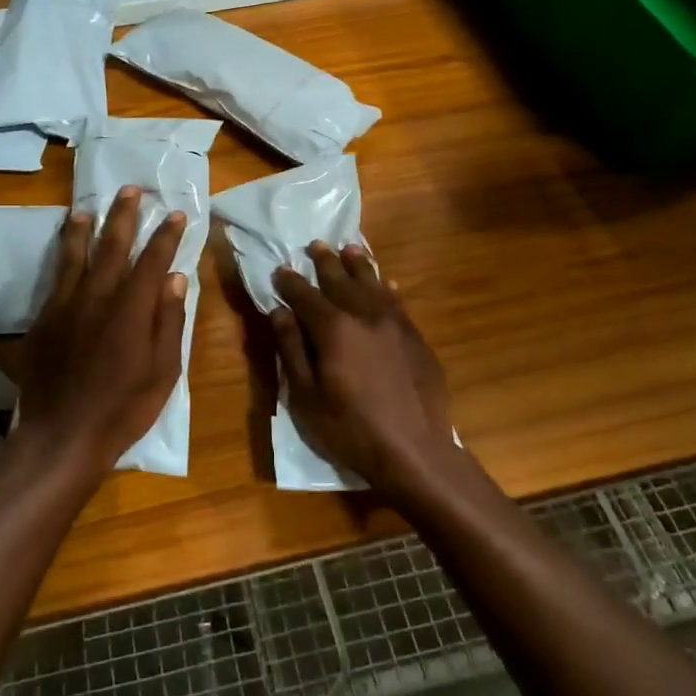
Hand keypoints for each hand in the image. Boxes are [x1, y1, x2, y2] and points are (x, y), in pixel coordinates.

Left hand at [13, 187, 188, 476]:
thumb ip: (169, 322)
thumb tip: (176, 279)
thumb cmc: (123, 409)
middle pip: (113, 247)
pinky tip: (66, 247)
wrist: (62, 435)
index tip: (175, 214)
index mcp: (132, 310)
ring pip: (77, 256)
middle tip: (131, 190)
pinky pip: (56, 277)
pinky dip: (63, 255)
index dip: (166, 236)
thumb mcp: (163, 372)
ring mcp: (66, 306)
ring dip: (86, 228)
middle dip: (125, 216)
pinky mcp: (44, 319)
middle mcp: (98, 298)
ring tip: (90, 207)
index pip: (152, 261)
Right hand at [271, 244, 464, 499]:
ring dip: (359, 265)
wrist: (414, 450)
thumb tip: (279, 312)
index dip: (290, 282)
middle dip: (325, 262)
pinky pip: (398, 302)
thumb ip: (292, 349)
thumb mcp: (307, 396)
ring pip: (373, 284)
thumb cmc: (350, 429)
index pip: (305, 295)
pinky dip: (387, 288)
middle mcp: (365, 315)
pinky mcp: (416, 338)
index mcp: (333, 329)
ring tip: (349, 249)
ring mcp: (396, 324)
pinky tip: (386, 283)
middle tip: (316, 245)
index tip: (280, 269)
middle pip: (341, 281)